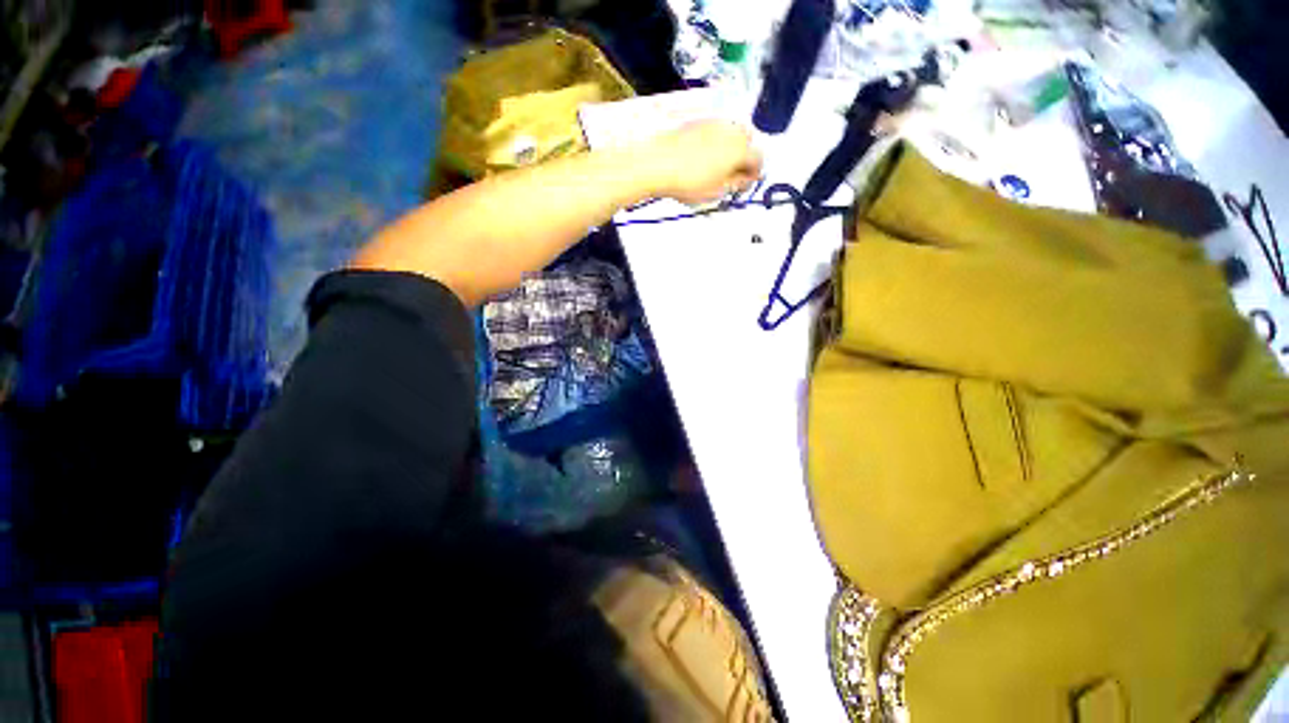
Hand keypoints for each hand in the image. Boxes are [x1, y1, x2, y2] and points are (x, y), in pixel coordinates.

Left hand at [645, 121, 762, 204]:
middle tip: (731, 177)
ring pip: (731, 134)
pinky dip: (714, 143)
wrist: (659, 164)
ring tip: (715, 168)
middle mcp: (731, 131)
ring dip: (729, 149)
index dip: (753, 175)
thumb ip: (735, 184)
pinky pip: (714, 131)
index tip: (743, 185)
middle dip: (742, 159)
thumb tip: (743, 180)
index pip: (758, 159)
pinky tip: (701, 158)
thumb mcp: (716, 192)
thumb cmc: (688, 181)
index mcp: (741, 150)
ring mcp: (714, 122)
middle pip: (746, 143)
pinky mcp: (698, 121)